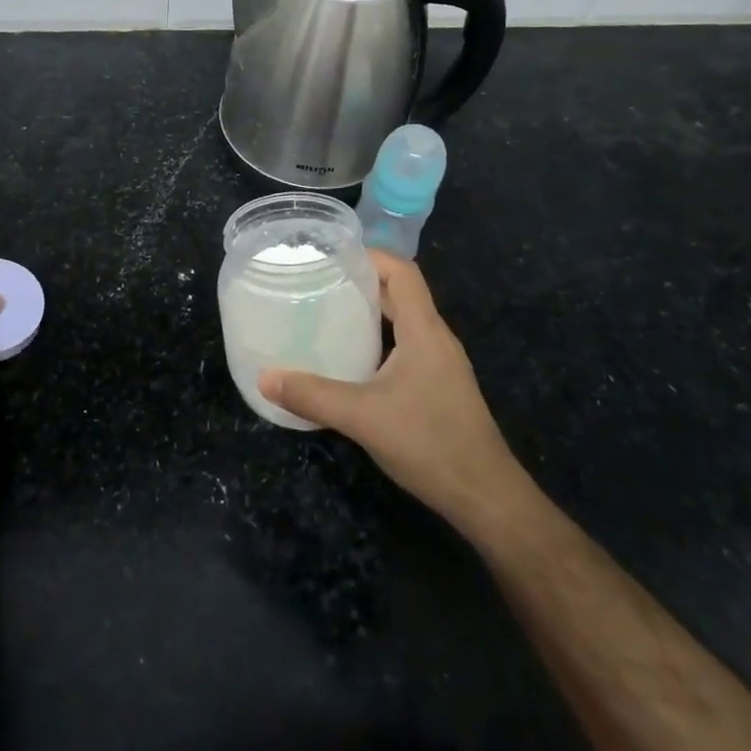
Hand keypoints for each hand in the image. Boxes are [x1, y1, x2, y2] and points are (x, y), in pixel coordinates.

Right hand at [260, 252, 521, 531]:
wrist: (486, 496)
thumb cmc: (429, 443)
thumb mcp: (363, 417)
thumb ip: (312, 395)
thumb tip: (265, 378)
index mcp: (424, 330)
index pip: (403, 272)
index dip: (371, 255)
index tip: (331, 255)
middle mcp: (436, 338)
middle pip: (402, 292)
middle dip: (363, 280)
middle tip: (319, 280)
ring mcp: (441, 363)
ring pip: (405, 320)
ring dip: (372, 310)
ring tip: (329, 311)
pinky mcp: (440, 385)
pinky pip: (407, 345)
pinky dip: (381, 338)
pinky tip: (354, 357)